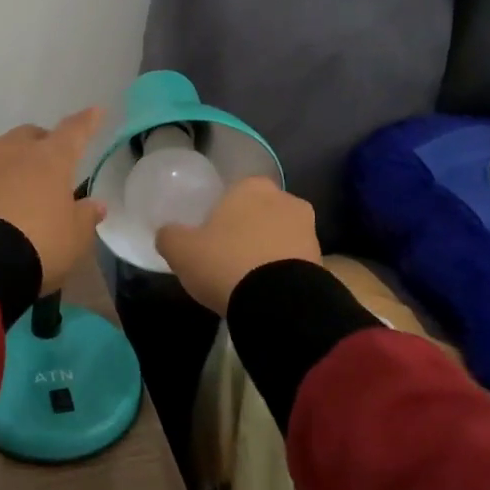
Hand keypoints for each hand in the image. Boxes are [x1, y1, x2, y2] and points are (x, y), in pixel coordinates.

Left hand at [0, 108, 107, 294]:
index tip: (95, 110)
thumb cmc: (39, 242)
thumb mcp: (74, 237)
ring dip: (18, 162)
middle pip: (32, 135)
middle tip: (53, 162)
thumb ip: (86, 217)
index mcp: (51, 158)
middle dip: (44, 142)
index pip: (74, 131)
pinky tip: (2, 204)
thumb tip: (95, 205)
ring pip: (6, 152)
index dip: (87, 122)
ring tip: (26, 184)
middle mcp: (17, 152)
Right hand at [155, 177, 321, 316]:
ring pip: (280, 235)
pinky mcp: (322, 259)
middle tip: (228, 256)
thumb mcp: (182, 250)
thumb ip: (170, 236)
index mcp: (251, 186)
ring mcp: (308, 229)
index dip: (221, 214)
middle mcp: (285, 198)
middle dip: (248, 229)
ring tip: (249, 278)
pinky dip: (282, 270)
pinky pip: (294, 260)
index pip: (234, 192)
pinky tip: (267, 290)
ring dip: (268, 250)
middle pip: (259, 211)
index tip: (211, 236)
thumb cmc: (226, 263)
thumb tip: (167, 233)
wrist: (279, 303)